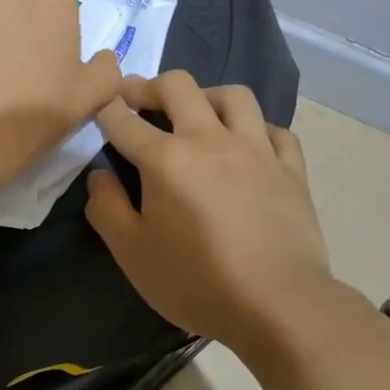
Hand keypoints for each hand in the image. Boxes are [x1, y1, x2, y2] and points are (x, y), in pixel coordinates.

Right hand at [85, 72, 334, 350]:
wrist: (277, 304)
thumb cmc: (196, 282)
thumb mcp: (133, 254)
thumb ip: (108, 209)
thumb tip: (99, 175)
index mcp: (166, 159)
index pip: (125, 119)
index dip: (106, 106)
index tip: (98, 103)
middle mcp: (211, 140)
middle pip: (178, 87)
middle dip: (150, 86)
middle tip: (137, 98)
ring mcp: (257, 150)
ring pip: (233, 96)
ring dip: (207, 96)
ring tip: (197, 114)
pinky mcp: (291, 169)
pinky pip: (275, 130)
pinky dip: (256, 130)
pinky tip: (249, 146)